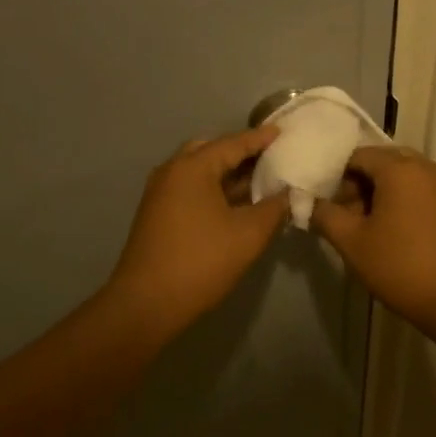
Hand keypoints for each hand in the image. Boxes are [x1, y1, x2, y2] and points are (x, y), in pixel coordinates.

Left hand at [106, 126, 289, 338]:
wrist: (147, 304)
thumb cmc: (201, 262)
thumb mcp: (249, 234)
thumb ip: (274, 208)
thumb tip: (288, 193)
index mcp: (192, 167)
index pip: (233, 143)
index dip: (261, 139)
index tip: (283, 132)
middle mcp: (172, 171)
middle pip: (212, 151)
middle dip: (241, 153)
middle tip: (271, 157)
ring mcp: (160, 193)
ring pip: (200, 172)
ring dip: (228, 174)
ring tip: (260, 180)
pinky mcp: (157, 214)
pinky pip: (191, 189)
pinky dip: (214, 189)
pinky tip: (236, 204)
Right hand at [310, 147, 435, 332]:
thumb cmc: (400, 267)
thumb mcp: (352, 243)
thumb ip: (325, 215)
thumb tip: (309, 203)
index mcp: (399, 168)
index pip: (358, 155)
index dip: (337, 178)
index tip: (330, 207)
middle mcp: (425, 166)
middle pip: (381, 162)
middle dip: (359, 184)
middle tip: (346, 218)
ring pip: (402, 176)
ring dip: (380, 194)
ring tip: (368, 229)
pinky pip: (420, 189)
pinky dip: (401, 201)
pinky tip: (393, 233)